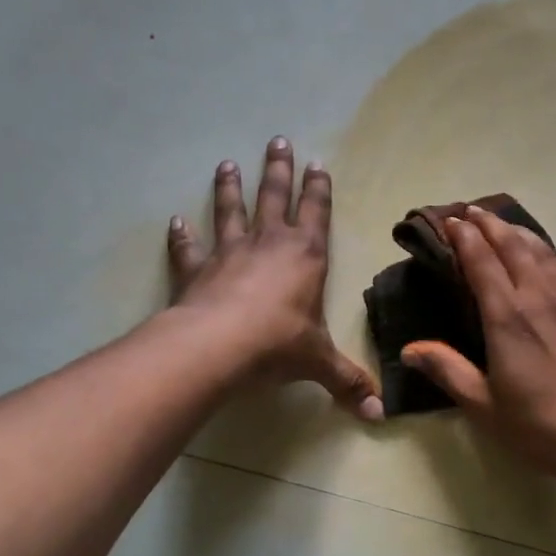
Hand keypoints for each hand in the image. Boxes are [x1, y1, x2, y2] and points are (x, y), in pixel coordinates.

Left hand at [168, 138, 382, 421]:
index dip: (318, 188)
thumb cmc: (278, 345)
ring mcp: (229, 253)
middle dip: (278, 169)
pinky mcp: (197, 270)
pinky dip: (182, 235)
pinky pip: (189, 248)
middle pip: (274, 197)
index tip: (316, 162)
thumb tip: (379, 415)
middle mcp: (269, 244)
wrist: (217, 347)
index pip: (317, 213)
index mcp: (306, 256)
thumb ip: (348, 383)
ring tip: (226, 164)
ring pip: (231, 211)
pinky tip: (176, 221)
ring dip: (230, 188)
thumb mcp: (320, 363)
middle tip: (277, 140)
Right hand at [400, 206, 555, 477]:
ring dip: (519, 233)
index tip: (452, 221)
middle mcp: (539, 296)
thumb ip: (447, 370)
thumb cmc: (538, 425)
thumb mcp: (483, 405)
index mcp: (507, 316)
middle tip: (472, 212)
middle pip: (513, 245)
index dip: (464, 237)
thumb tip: (409, 350)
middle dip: (489, 224)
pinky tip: (547, 258)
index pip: (481, 260)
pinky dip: (549, 255)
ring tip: (504, 225)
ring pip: (543, 251)